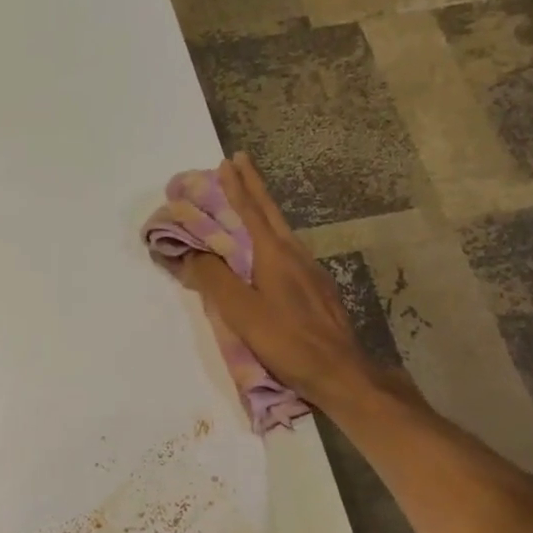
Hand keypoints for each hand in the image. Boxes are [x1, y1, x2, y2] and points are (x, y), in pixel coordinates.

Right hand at [171, 154, 401, 410]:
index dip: (237, 186)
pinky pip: (288, 252)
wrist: (340, 371)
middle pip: (270, 213)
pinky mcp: (317, 290)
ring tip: (248, 201)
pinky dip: (271, 238)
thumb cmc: (287, 340)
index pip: (251, 211)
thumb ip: (214, 279)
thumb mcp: (241, 312)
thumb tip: (192, 253)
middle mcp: (295, 254)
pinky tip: (269, 250)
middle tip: (240, 162)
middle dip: (253, 187)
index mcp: (274, 254)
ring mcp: (310, 271)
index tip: (227, 161)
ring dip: (262, 211)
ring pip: (281, 231)